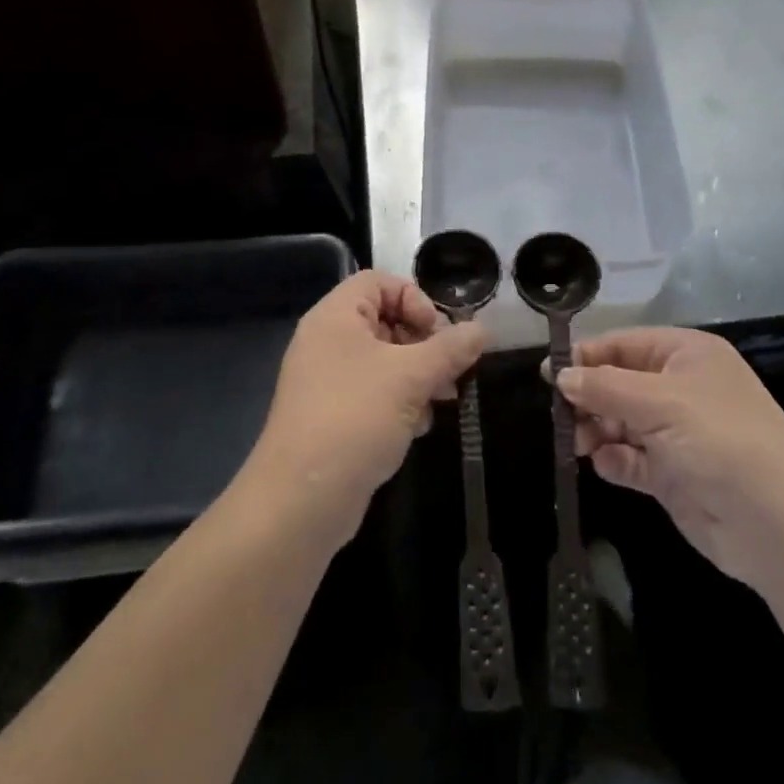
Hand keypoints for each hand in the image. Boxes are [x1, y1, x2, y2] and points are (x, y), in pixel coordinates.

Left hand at [249, 270, 485, 538]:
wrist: (301, 501)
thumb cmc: (355, 419)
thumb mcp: (411, 377)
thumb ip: (450, 349)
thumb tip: (481, 330)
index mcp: (335, 317)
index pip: (378, 282)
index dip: (414, 298)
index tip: (438, 332)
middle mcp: (327, 341)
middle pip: (385, 320)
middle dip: (425, 343)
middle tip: (452, 369)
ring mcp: (327, 381)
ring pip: (384, 361)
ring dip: (419, 375)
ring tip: (444, 399)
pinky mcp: (333, 416)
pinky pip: (374, 393)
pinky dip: (400, 402)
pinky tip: (418, 426)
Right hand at [557, 328, 783, 585]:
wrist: (779, 526)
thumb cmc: (720, 441)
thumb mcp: (660, 403)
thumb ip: (604, 387)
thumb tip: (561, 376)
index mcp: (686, 355)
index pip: (624, 344)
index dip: (586, 357)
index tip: (548, 374)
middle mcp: (681, 388)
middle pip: (619, 383)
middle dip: (589, 398)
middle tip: (561, 417)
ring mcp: (678, 433)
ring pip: (621, 421)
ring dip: (597, 430)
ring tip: (579, 444)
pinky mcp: (674, 474)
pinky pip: (632, 458)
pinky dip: (616, 460)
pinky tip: (608, 466)